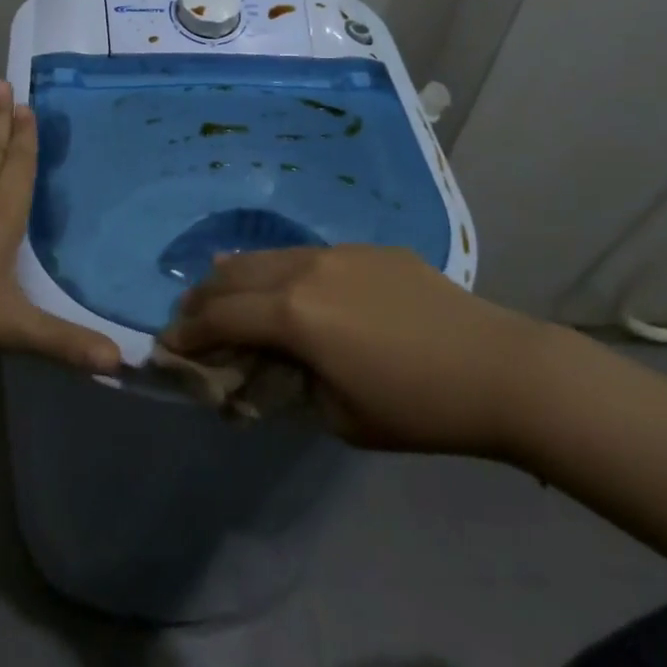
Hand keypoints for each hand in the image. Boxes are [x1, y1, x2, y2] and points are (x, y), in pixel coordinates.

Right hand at [161, 245, 555, 456]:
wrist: (497, 368)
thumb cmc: (415, 406)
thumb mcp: (338, 417)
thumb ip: (288, 387)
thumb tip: (262, 370)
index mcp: (294, 313)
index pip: (221, 316)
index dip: (189, 331)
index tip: (168, 344)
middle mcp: (305, 270)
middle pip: (235, 274)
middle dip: (204, 296)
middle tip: (188, 314)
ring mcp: (338, 252)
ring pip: (270, 256)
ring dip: (239, 275)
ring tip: (221, 287)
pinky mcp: (368, 249)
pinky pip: (309, 255)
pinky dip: (282, 269)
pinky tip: (288, 282)